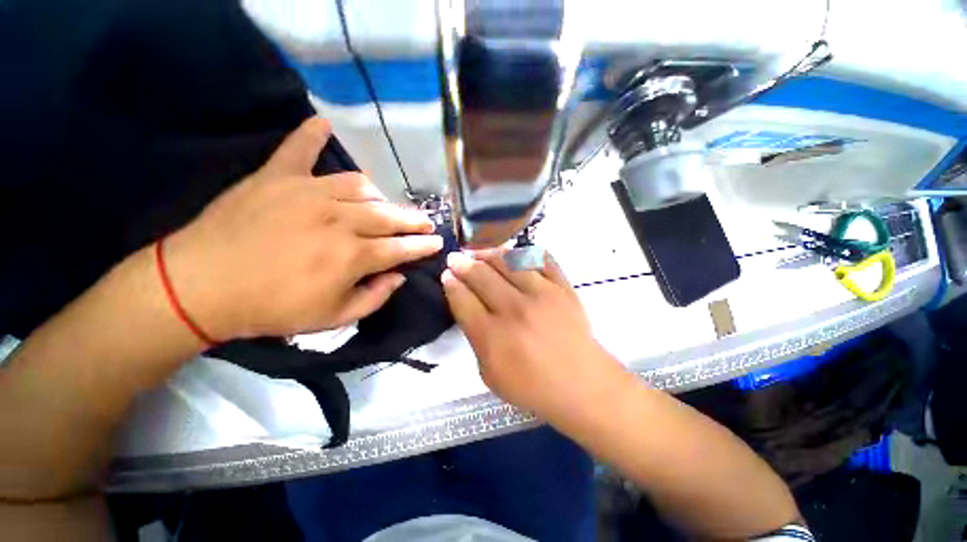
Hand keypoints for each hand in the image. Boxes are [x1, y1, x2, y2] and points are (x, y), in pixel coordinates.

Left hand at [163, 117, 442, 340]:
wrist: (200, 288)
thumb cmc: (272, 309)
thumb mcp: (334, 319)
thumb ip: (375, 297)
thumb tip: (399, 275)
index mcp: (354, 255)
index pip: (403, 247)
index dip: (424, 246)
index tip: (438, 242)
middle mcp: (340, 219)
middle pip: (389, 215)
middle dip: (413, 220)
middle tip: (425, 222)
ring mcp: (308, 192)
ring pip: (359, 186)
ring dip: (378, 197)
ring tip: (382, 205)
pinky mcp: (277, 177)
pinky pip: (299, 149)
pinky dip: (311, 135)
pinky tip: (323, 123)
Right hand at [441, 249, 629, 423]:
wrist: (582, 385)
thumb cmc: (533, 387)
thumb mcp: (490, 375)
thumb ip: (475, 339)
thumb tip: (468, 307)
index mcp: (492, 336)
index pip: (463, 299)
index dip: (451, 283)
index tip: (447, 275)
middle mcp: (514, 309)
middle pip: (481, 276)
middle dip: (463, 264)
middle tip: (456, 258)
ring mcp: (542, 294)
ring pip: (508, 261)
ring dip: (489, 253)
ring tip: (480, 252)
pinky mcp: (563, 288)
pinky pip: (542, 260)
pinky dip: (526, 253)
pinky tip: (515, 253)